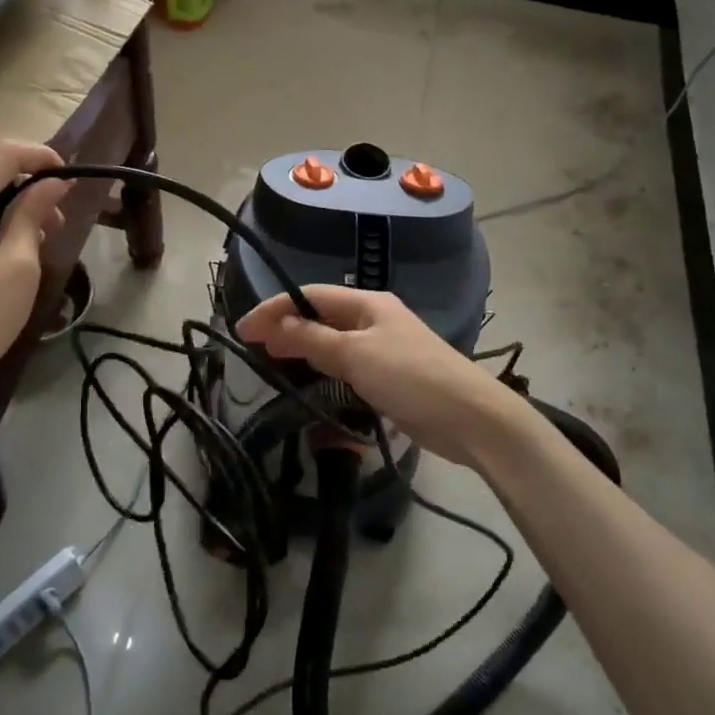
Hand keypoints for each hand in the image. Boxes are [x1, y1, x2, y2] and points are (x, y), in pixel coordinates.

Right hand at [235, 286, 521, 467]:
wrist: (470, 418)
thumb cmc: (410, 376)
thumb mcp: (355, 355)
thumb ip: (312, 340)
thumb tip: (273, 325)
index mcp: (367, 303)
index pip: (310, 295)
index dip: (274, 309)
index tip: (243, 330)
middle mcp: (373, 319)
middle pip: (320, 316)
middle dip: (285, 327)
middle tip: (252, 347)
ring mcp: (382, 348)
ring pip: (331, 341)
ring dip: (302, 348)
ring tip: (272, 363)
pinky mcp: (388, 377)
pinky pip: (346, 365)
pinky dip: (323, 369)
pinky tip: (308, 381)